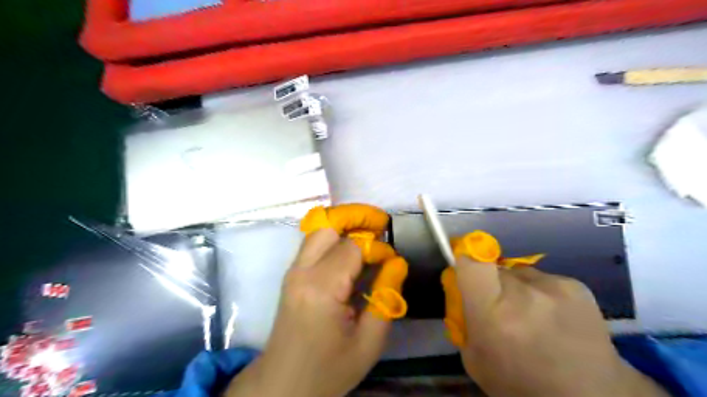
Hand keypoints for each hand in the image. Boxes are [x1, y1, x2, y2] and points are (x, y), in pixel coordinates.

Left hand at [223, 205, 406, 395]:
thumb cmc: (329, 369)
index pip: (353, 247)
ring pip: (318, 229)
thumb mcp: (369, 342)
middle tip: (380, 224)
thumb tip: (396, 262)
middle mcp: (302, 271)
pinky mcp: (292, 274)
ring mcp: (293, 270)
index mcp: (321, 289)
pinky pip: (313, 243)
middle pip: (328, 225)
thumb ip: (386, 297)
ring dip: (344, 224)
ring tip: (369, 231)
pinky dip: (334, 236)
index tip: (392, 261)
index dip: (377, 247)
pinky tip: (351, 247)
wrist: (283, 384)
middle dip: (357, 217)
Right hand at [447, 255, 669, 396]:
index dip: (465, 260)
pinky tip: (553, 318)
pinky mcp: (575, 285)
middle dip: (493, 283)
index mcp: (494, 312)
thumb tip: (463, 289)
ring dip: (518, 288)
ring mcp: (553, 286)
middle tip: (501, 308)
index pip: (472, 262)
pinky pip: (543, 279)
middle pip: (494, 268)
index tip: (465, 271)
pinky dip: (541, 293)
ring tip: (532, 316)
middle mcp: (523, 292)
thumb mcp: (474, 358)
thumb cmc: (521, 383)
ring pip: (519, 272)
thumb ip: (463, 317)